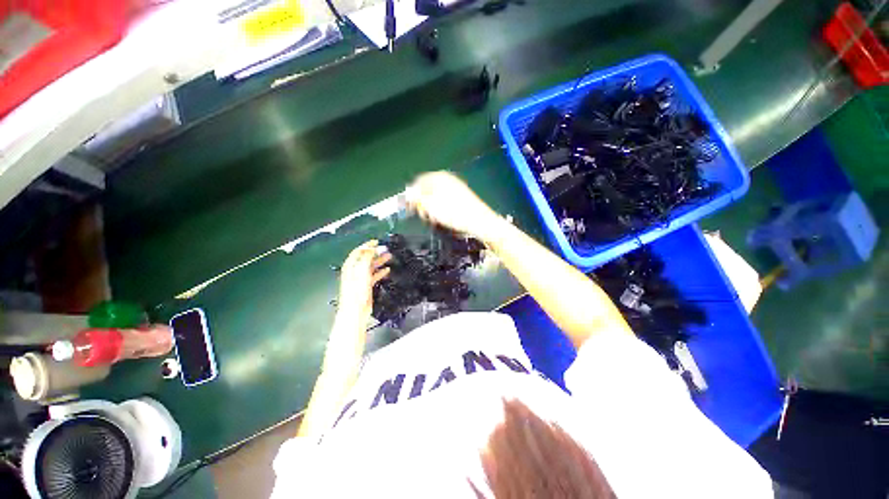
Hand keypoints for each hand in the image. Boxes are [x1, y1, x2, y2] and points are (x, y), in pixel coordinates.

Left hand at [338, 240, 391, 315]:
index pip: (358, 251)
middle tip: (385, 249)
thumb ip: (366, 258)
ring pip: (371, 266)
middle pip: (365, 258)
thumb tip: (370, 248)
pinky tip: (387, 270)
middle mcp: (354, 271)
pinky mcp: (365, 286)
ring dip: (379, 261)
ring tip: (389, 257)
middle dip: (375, 252)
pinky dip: (380, 272)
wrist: (355, 311)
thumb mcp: (361, 271)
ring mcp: (360, 279)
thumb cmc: (356, 292)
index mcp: (350, 266)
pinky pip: (374, 275)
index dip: (367, 245)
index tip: (376, 241)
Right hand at [406, 171, 501, 241]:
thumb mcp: (431, 207)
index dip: (412, 195)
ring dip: (431, 207)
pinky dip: (441, 208)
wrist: (480, 222)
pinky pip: (445, 200)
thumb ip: (417, 198)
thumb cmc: (454, 214)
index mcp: (438, 177)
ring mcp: (455, 187)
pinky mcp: (461, 196)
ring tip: (434, 219)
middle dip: (422, 202)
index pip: (418, 182)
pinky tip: (443, 218)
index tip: (410, 209)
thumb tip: (407, 193)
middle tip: (423, 216)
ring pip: (436, 195)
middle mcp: (447, 179)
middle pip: (427, 188)